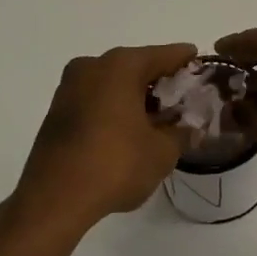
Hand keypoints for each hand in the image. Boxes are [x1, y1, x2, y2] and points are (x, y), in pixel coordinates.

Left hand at [10, 43, 196, 229]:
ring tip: (159, 118)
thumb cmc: (115, 165)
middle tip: (184, 98)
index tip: (203, 67)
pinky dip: (116, 107)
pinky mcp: (57, 112)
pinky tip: (131, 129)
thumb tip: (189, 127)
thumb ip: (182, 132)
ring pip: (114, 83)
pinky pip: (97, 99)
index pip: (164, 55)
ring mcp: (69, 88)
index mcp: (121, 66)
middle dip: (161, 81)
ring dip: (137, 96)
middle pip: (137, 66)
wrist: (53, 200)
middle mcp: (92, 67)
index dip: (187, 61)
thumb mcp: (163, 152)